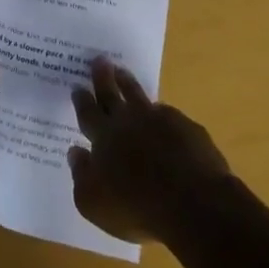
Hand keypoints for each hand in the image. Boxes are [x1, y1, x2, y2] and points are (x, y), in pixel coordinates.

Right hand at [69, 58, 232, 243]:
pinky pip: (168, 114)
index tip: (77, 86)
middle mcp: (129, 121)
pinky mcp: (187, 127)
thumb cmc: (136, 207)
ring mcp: (160, 120)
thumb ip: (81, 175)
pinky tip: (162, 115)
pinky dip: (160, 113)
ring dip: (129, 83)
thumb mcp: (94, 203)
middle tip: (99, 60)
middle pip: (112, 94)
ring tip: (123, 72)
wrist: (194, 203)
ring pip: (139, 96)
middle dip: (103, 77)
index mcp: (104, 137)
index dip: (82, 99)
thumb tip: (75, 151)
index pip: (88, 113)